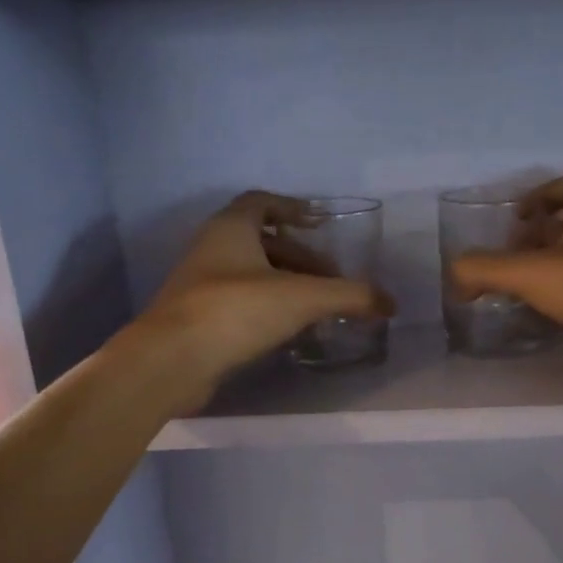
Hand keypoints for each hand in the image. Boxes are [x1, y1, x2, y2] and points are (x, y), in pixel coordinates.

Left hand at [141, 192, 393, 392]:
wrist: (172, 360)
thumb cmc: (235, 311)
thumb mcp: (302, 298)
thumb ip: (350, 296)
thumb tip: (390, 303)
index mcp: (230, 228)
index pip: (262, 202)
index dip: (292, 208)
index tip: (320, 223)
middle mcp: (212, 249)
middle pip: (262, 242)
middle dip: (300, 257)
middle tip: (331, 279)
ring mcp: (201, 286)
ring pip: (251, 275)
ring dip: (286, 285)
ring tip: (317, 308)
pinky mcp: (198, 319)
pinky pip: (241, 303)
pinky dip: (268, 309)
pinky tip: (290, 331)